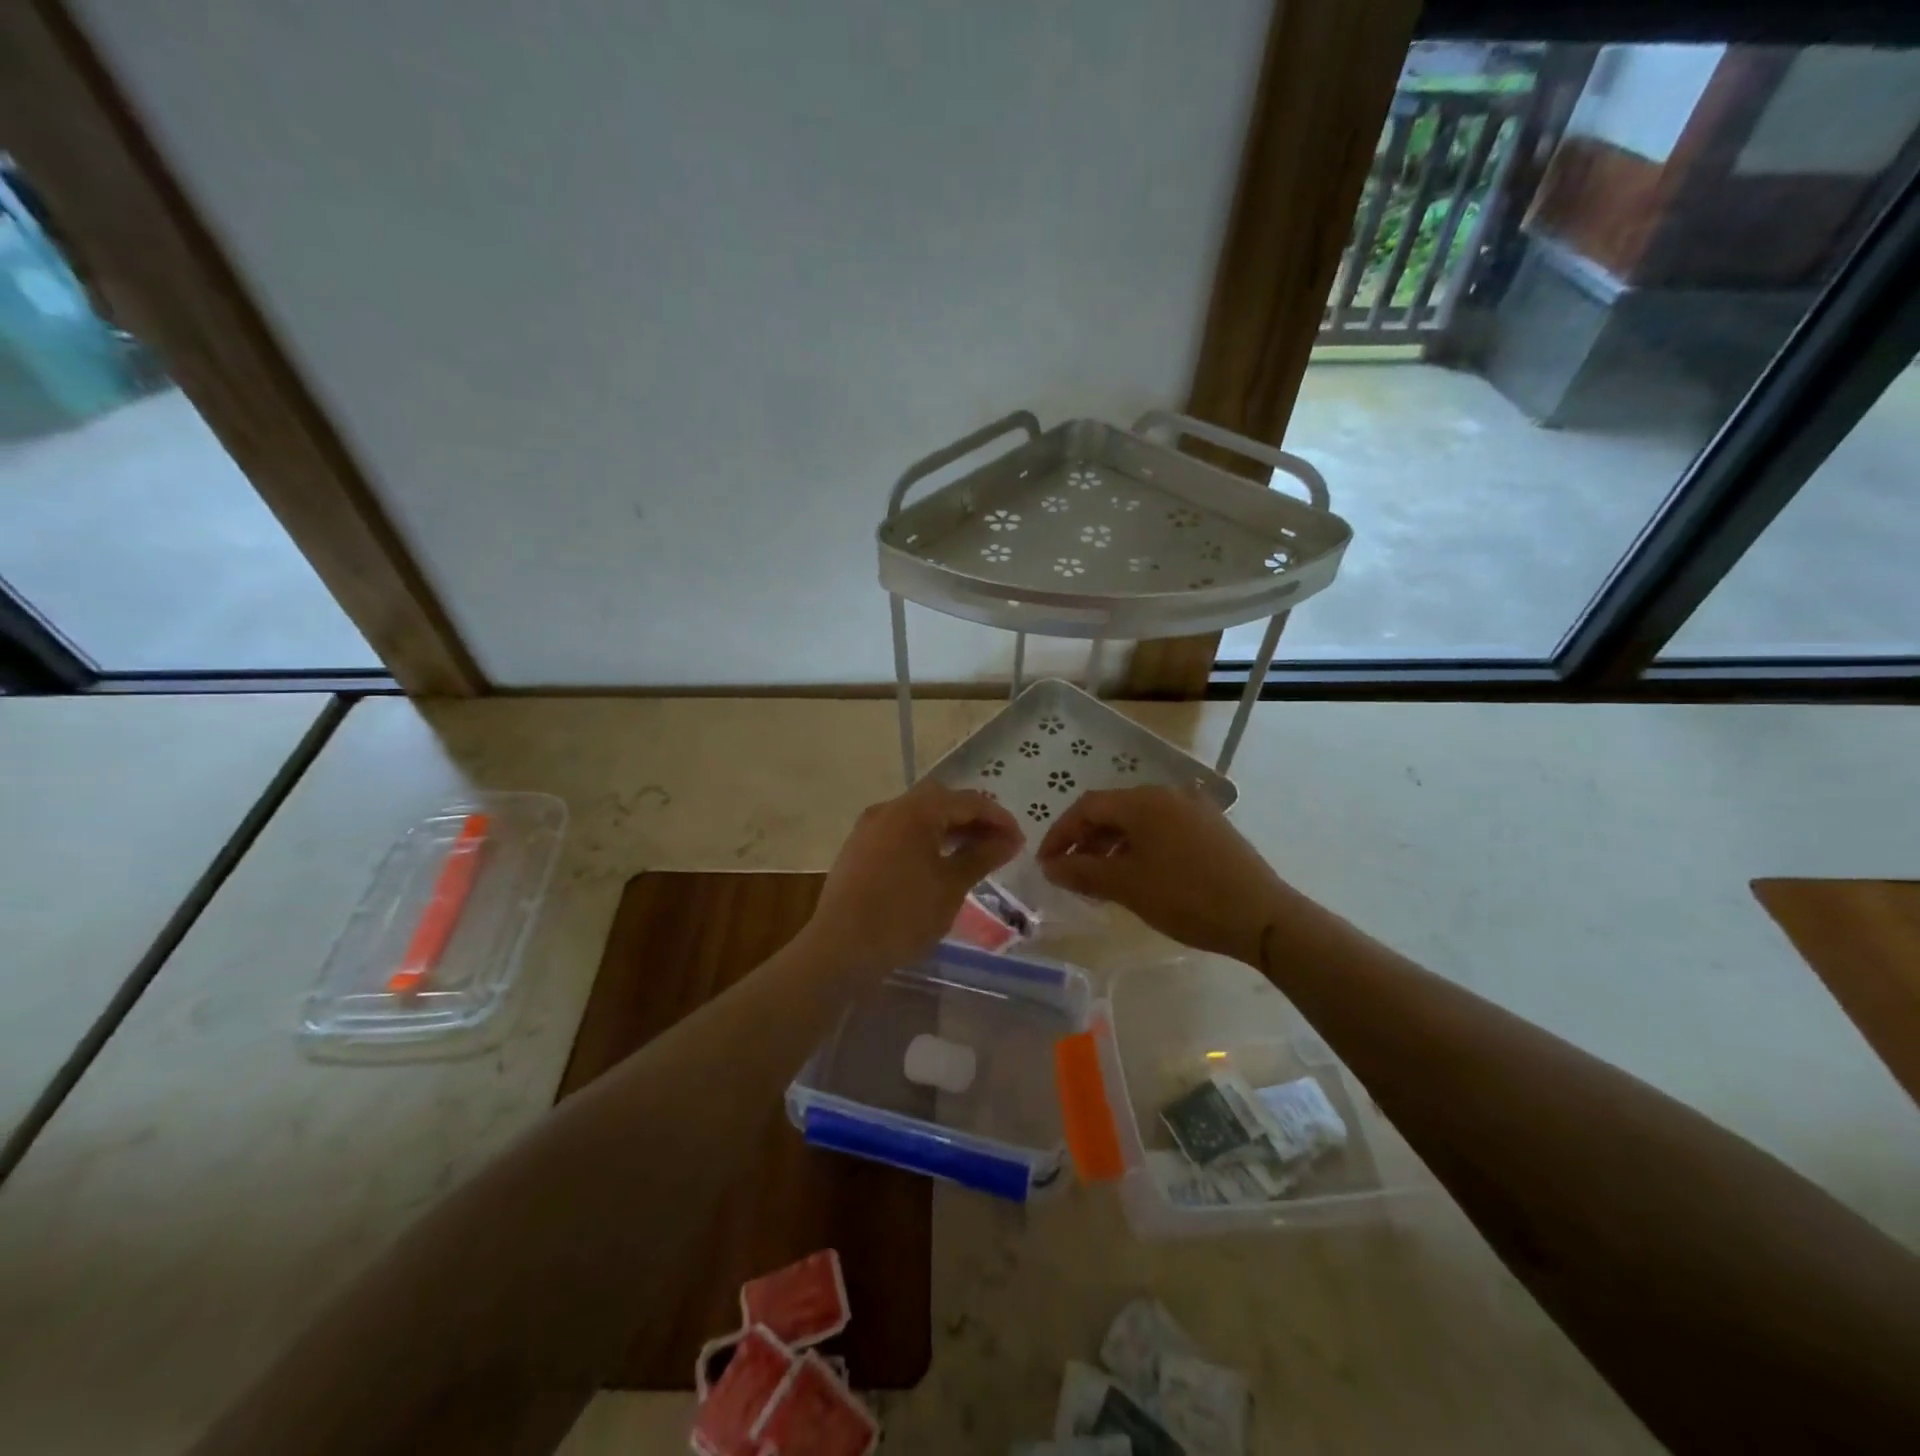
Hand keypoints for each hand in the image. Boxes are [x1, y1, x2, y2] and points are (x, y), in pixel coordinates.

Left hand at [805, 780, 1024, 977]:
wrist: (839, 949)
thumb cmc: (902, 916)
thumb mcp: (951, 886)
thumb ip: (982, 856)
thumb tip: (1010, 839)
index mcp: (913, 811)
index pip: (966, 801)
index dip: (997, 817)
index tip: (1019, 841)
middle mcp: (888, 809)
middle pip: (940, 801)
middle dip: (972, 818)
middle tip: (998, 844)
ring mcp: (869, 828)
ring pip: (918, 816)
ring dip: (948, 829)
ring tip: (974, 855)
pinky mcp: (858, 848)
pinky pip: (900, 832)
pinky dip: (925, 839)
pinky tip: (938, 864)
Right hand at [1036, 786, 1284, 961]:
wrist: (1262, 916)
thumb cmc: (1187, 898)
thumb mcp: (1127, 886)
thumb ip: (1082, 873)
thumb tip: (1050, 867)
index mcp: (1144, 801)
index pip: (1087, 807)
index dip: (1060, 834)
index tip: (1045, 864)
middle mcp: (1168, 794)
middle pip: (1113, 810)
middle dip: (1085, 839)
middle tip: (1069, 872)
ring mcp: (1193, 809)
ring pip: (1138, 820)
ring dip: (1111, 844)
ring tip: (1099, 878)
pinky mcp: (1211, 827)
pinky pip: (1162, 829)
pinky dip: (1139, 847)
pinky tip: (1137, 874)